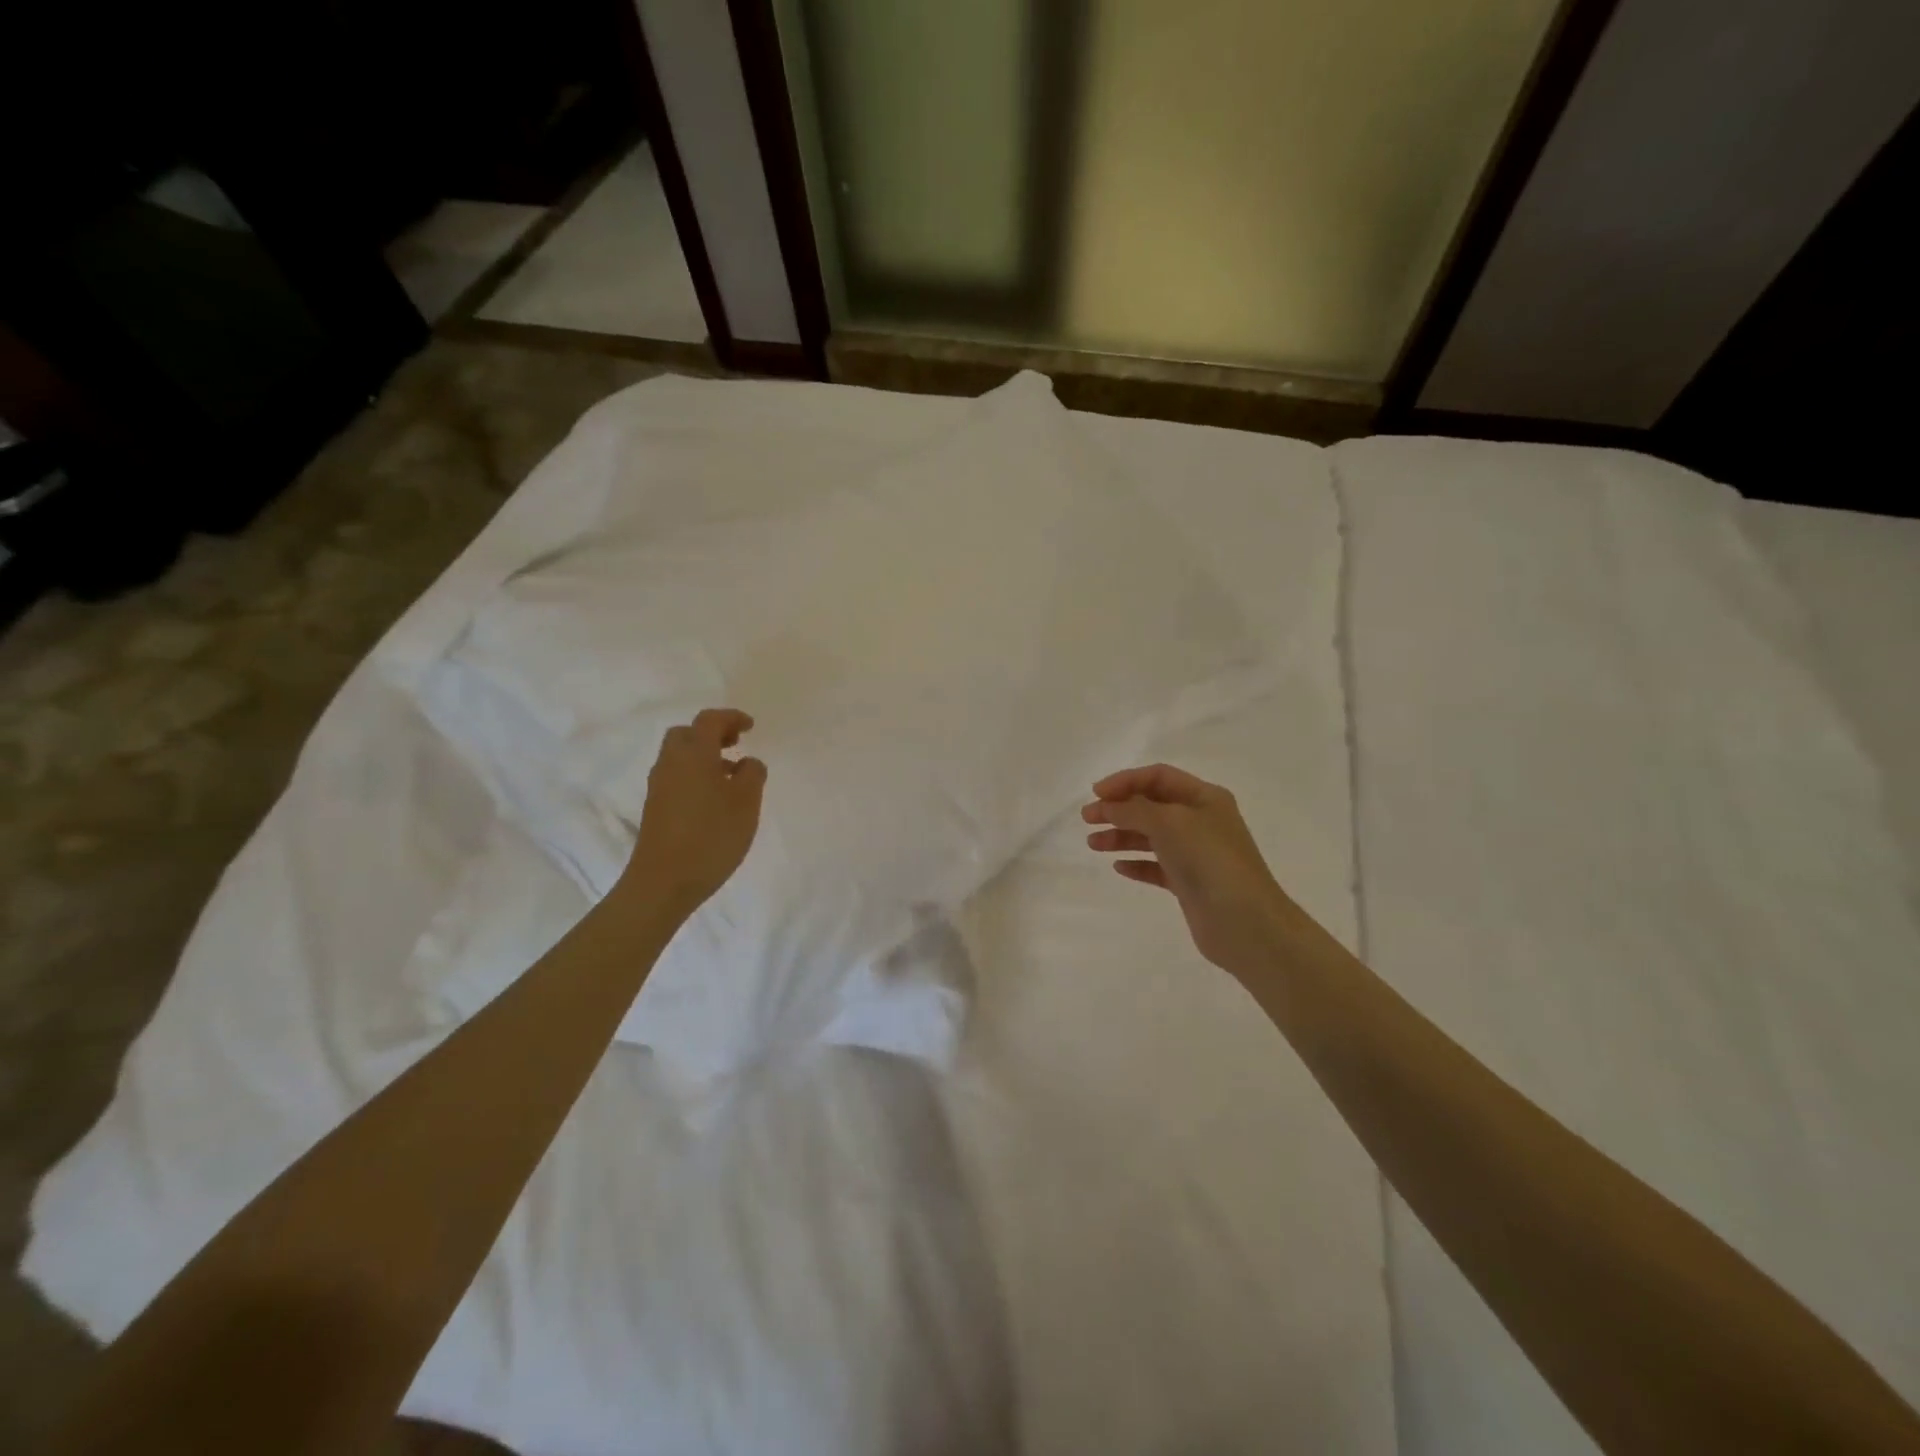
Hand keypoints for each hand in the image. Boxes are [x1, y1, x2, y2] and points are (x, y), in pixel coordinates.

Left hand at [620, 709, 766, 915]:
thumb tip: (748, 762)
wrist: (663, 882)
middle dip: (712, 734)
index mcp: (694, 754)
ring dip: (704, 756)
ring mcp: (659, 786)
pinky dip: (695, 774)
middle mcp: (671, 763)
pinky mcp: (656, 807)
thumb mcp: (746, 803)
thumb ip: (752, 775)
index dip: (731, 718)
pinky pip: (677, 777)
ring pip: (680, 756)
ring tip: (731, 774)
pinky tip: (714, 798)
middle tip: (736, 744)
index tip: (750, 727)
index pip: (709, 720)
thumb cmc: (711, 836)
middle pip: (687, 734)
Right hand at [1083, 764, 1292, 975]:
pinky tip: (1118, 867)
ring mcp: (1196, 853)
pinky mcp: (1190, 883)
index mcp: (1204, 798)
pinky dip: (1137, 863)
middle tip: (1087, 819)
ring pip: (1151, 837)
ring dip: (1121, 836)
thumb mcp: (1169, 823)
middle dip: (1118, 809)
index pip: (1158, 777)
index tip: (1096, 794)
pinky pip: (1157, 866)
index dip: (1125, 781)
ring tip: (1093, 844)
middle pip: (1152, 805)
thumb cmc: (1209, 861)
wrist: (1245, 923)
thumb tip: (1108, 806)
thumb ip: (1134, 810)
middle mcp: (1201, 821)